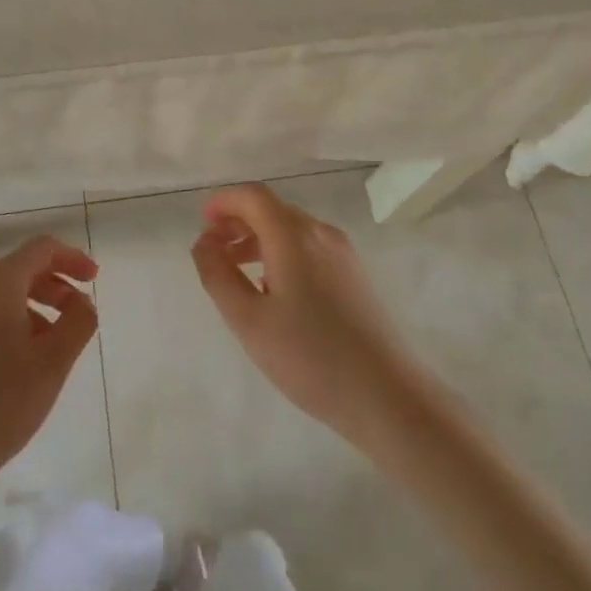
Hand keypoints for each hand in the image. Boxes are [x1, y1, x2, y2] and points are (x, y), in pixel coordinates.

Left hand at [0, 234, 99, 506]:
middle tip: (78, 316)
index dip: (73, 258)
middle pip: (19, 271)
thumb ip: (78, 322)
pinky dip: (8, 327)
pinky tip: (17, 368)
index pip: (41, 249)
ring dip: (33, 311)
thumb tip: (82, 302)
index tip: (94, 279)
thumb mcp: (52, 363)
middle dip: (54, 287)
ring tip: (51, 350)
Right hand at [191, 184, 425, 444]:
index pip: (253, 196)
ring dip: (258, 240)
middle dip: (238, 222)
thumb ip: (218, 274)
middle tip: (213, 252)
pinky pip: (309, 248)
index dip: (223, 202)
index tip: (202, 224)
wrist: (387, 394)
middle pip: (272, 209)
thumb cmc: (309, 357)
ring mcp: (343, 253)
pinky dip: (281, 254)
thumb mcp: (248, 320)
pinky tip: (273, 291)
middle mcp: (320, 232)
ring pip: (291, 229)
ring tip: (236, 273)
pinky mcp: (355, 275)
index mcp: (293, 235)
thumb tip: (204, 242)